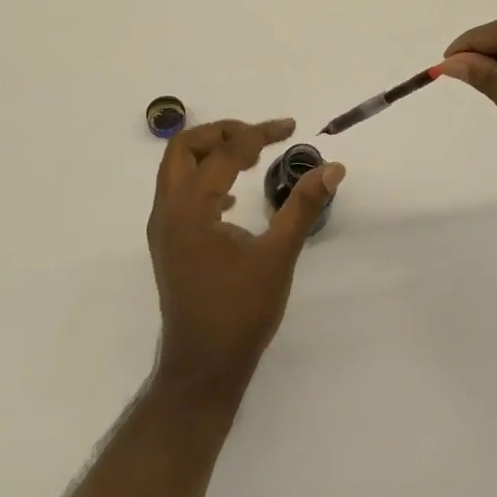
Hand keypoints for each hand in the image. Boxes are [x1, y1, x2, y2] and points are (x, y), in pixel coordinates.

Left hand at [148, 118, 343, 400]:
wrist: (203, 368)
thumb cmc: (240, 312)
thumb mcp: (278, 256)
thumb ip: (303, 206)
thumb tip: (333, 168)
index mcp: (191, 207)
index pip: (225, 152)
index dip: (260, 134)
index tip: (291, 128)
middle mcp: (168, 210)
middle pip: (185, 148)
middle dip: (222, 133)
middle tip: (259, 137)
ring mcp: (163, 228)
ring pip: (177, 169)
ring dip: (210, 154)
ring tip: (250, 159)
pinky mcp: (168, 244)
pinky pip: (179, 193)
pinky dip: (204, 180)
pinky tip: (233, 199)